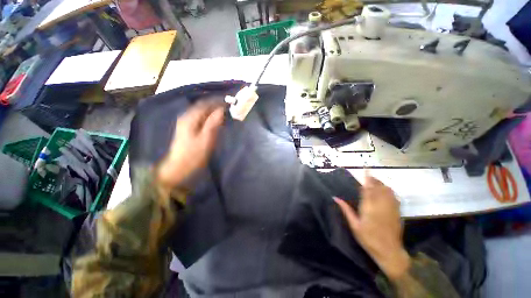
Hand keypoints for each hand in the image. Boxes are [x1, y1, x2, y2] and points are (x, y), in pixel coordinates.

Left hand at [157, 101, 224, 190]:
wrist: (178, 167)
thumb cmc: (193, 155)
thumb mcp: (205, 140)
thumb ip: (213, 124)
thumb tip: (221, 110)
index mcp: (190, 118)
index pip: (205, 104)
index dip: (217, 101)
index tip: (229, 102)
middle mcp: (186, 117)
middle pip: (202, 106)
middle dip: (215, 105)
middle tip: (228, 108)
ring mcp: (186, 122)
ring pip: (202, 112)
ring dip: (213, 111)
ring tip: (224, 113)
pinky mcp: (188, 128)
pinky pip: (200, 118)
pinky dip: (209, 117)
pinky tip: (215, 120)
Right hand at [334, 173, 410, 280]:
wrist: (389, 251)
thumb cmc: (368, 239)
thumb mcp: (354, 225)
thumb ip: (346, 210)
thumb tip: (335, 198)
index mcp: (369, 208)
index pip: (368, 189)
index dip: (367, 178)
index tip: (366, 169)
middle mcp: (381, 206)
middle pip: (379, 187)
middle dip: (374, 179)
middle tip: (368, 176)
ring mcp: (391, 208)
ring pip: (388, 191)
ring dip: (381, 184)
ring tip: (375, 182)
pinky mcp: (397, 212)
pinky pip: (394, 197)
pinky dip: (389, 191)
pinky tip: (385, 191)